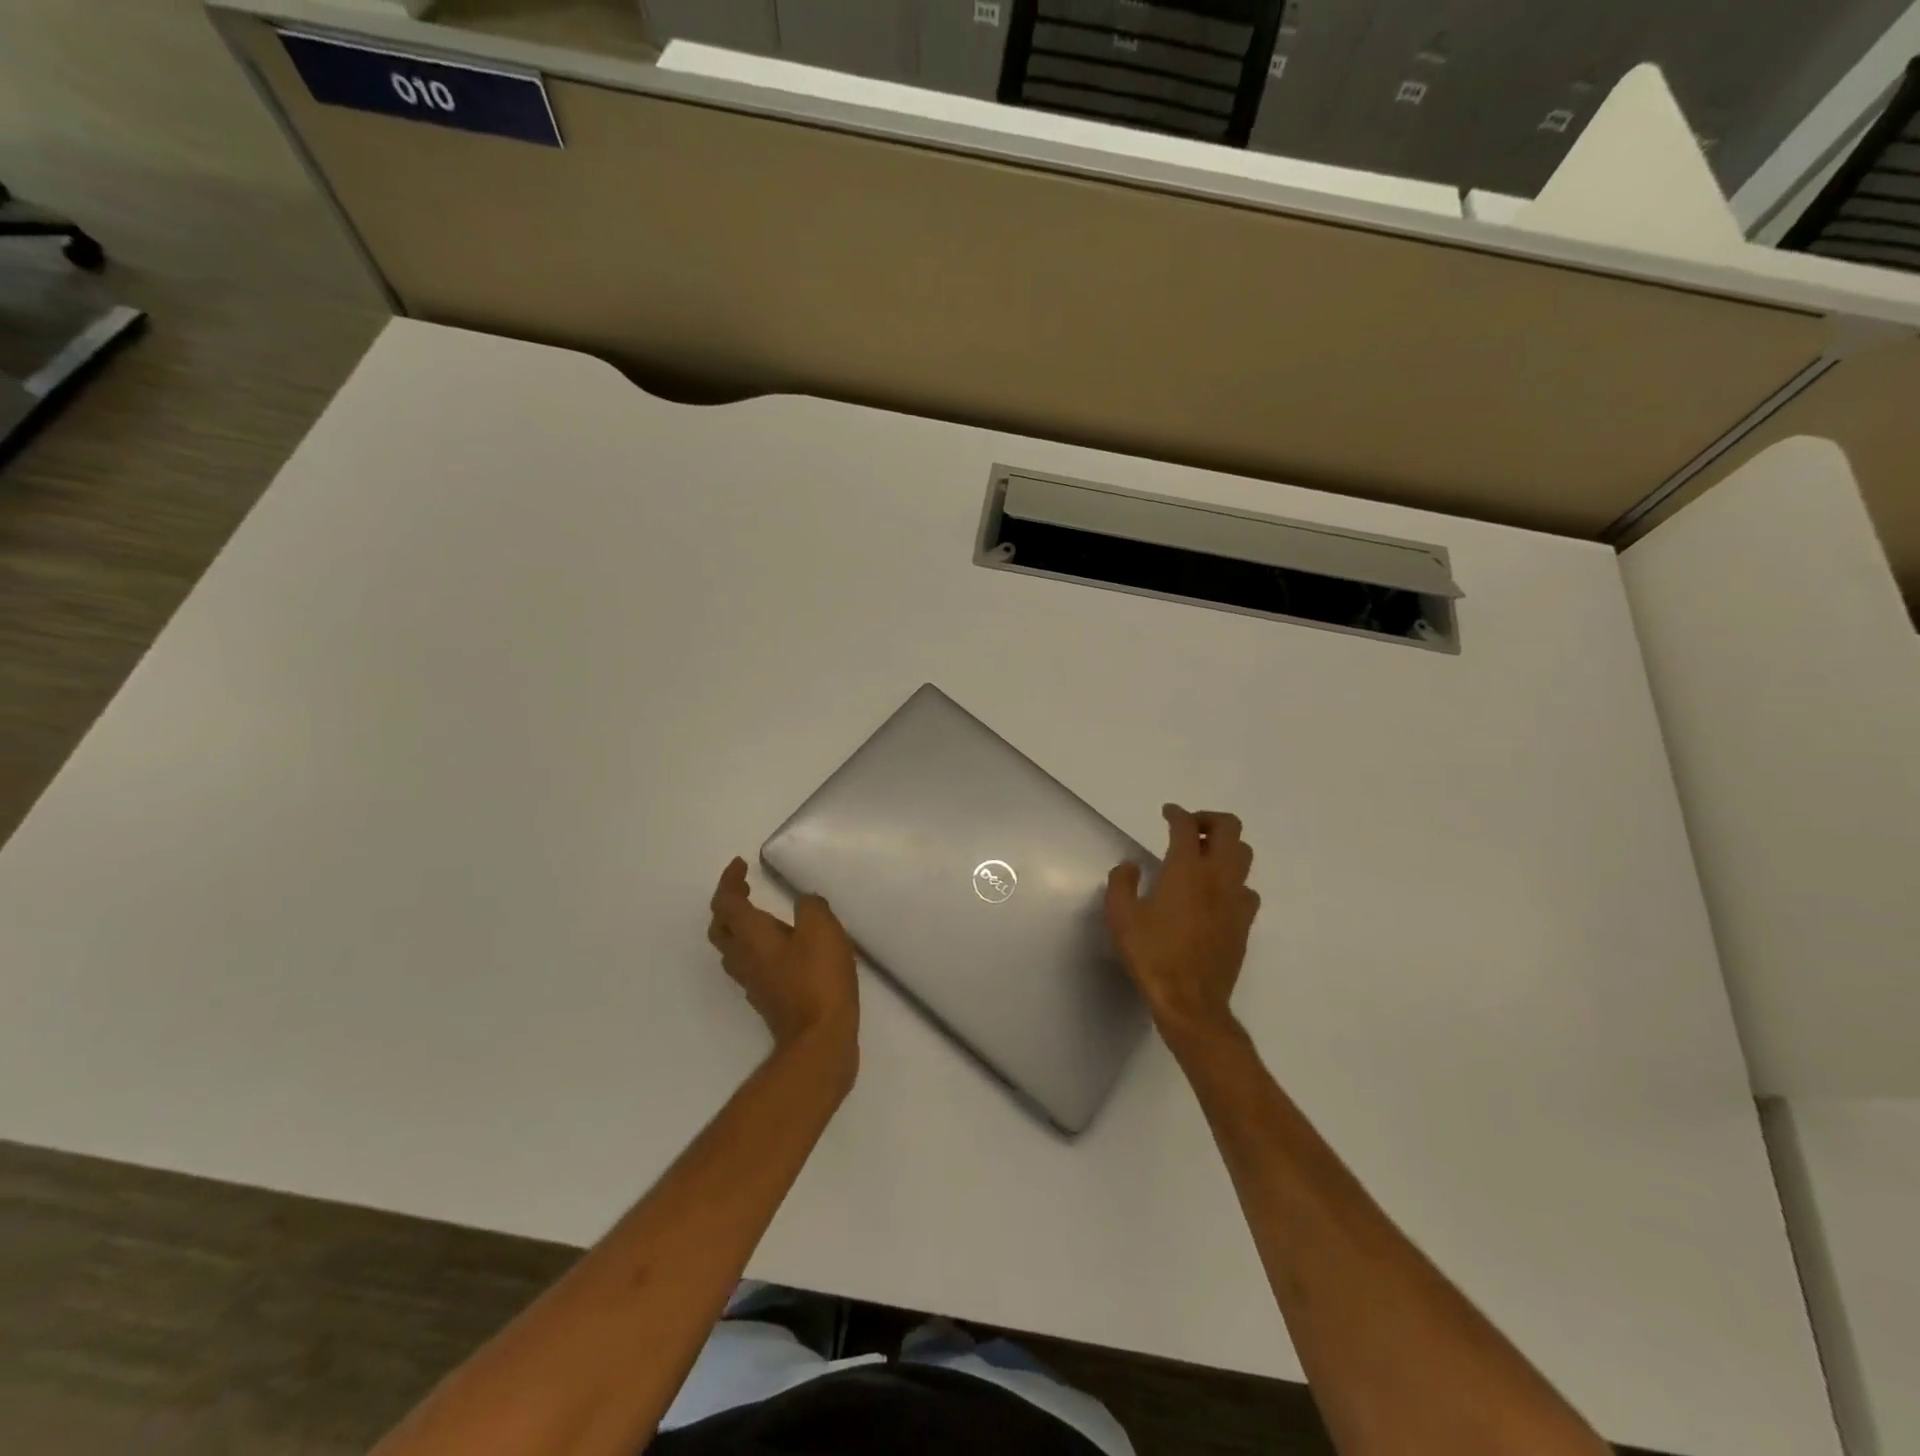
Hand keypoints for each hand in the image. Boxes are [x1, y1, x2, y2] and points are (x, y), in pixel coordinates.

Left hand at [707, 858, 859, 1058]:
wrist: (819, 1039)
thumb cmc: (818, 979)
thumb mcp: (822, 929)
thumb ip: (810, 907)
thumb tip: (803, 904)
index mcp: (751, 935)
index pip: (726, 902)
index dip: (729, 880)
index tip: (740, 864)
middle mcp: (743, 957)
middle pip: (720, 927)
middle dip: (728, 904)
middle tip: (745, 888)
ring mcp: (752, 981)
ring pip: (731, 949)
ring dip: (738, 927)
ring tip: (761, 915)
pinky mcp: (766, 998)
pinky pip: (749, 965)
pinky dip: (755, 948)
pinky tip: (780, 948)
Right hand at [1106, 805, 1259, 1039]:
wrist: (1190, 1001)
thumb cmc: (1152, 954)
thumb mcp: (1121, 916)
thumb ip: (1122, 883)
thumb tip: (1130, 866)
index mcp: (1186, 870)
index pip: (1187, 826)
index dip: (1176, 813)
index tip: (1167, 813)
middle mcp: (1217, 876)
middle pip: (1230, 828)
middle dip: (1210, 819)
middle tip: (1190, 828)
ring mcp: (1236, 899)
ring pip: (1244, 855)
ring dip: (1226, 846)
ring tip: (1204, 856)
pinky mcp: (1244, 922)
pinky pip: (1247, 888)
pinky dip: (1234, 880)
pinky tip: (1217, 893)